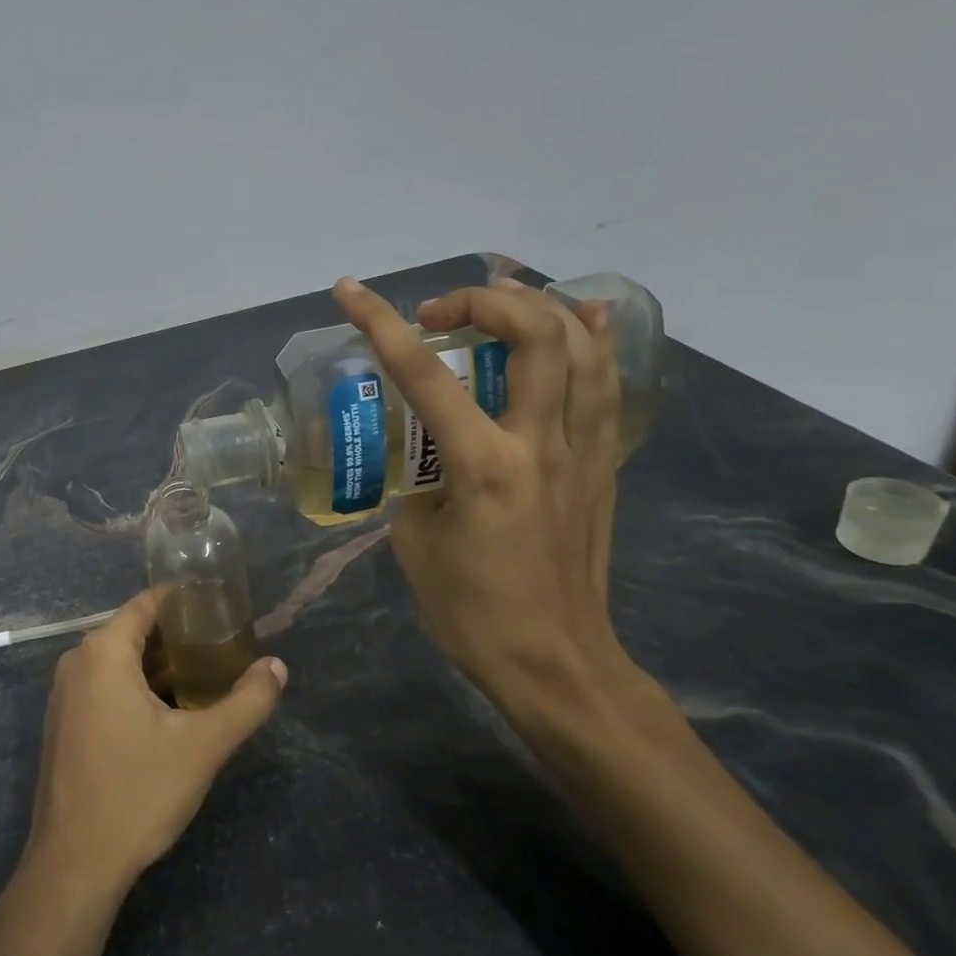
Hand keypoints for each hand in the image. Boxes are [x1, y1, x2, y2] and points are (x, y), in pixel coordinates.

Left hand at [22, 590, 285, 897]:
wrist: (74, 864)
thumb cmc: (137, 792)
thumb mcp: (203, 746)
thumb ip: (246, 702)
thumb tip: (278, 667)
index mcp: (103, 651)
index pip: (148, 603)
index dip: (187, 601)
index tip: (224, 609)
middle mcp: (77, 661)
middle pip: (135, 630)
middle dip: (180, 636)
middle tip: (225, 647)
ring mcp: (65, 693)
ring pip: (120, 661)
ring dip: (161, 665)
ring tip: (207, 676)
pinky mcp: (64, 722)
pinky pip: (105, 685)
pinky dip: (138, 687)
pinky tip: (171, 711)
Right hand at [333, 275, 639, 726]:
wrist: (556, 664)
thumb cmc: (472, 613)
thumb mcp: (414, 543)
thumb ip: (415, 482)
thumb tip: (423, 454)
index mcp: (483, 466)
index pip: (425, 374)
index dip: (380, 323)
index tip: (350, 291)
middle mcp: (540, 445)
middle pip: (533, 337)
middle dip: (483, 302)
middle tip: (440, 313)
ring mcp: (582, 452)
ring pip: (583, 350)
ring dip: (540, 308)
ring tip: (500, 300)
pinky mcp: (604, 466)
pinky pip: (606, 387)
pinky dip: (595, 342)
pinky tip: (584, 317)